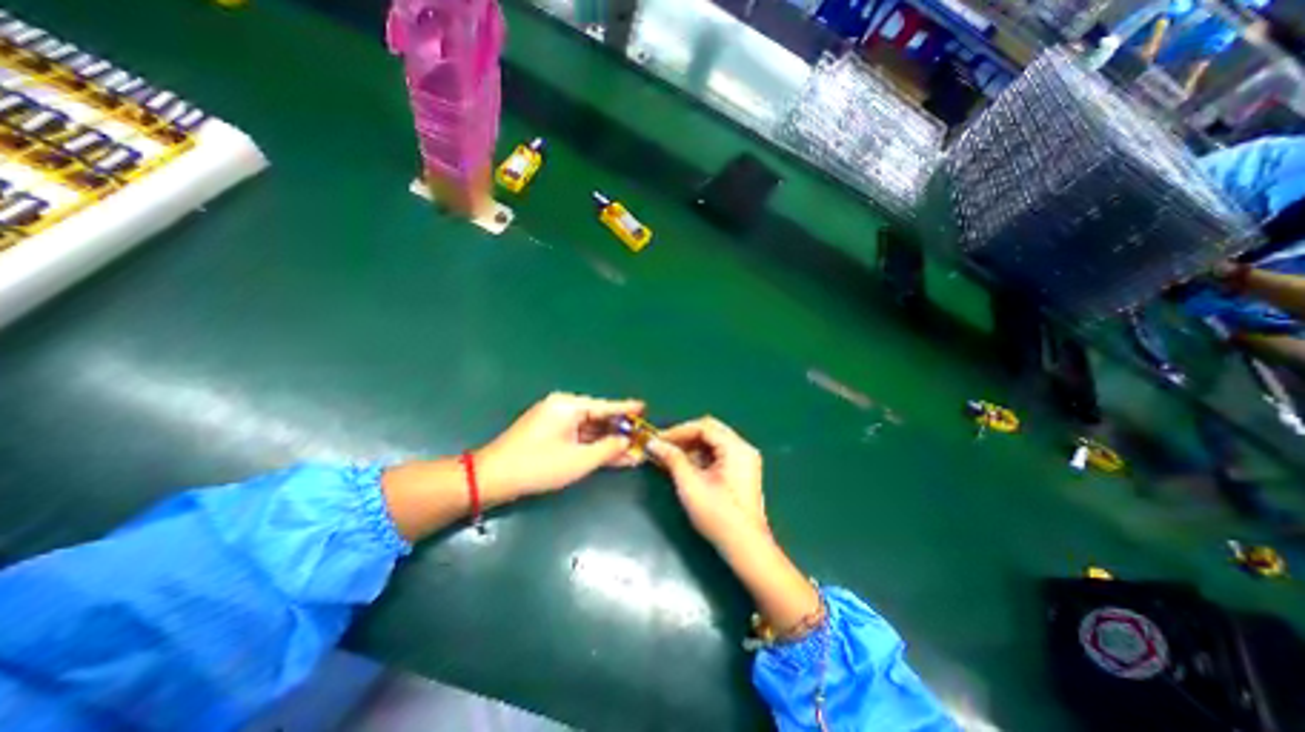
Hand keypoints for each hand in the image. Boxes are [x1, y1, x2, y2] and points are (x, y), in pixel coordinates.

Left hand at [479, 394, 642, 502]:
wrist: (492, 478)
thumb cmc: (538, 466)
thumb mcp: (579, 460)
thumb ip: (608, 449)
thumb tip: (627, 441)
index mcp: (568, 406)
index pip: (605, 406)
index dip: (626, 409)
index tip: (645, 407)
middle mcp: (562, 408)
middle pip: (598, 418)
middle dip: (619, 431)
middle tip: (641, 438)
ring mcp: (554, 421)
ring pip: (589, 430)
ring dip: (607, 441)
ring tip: (632, 451)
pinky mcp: (549, 434)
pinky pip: (578, 437)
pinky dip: (593, 446)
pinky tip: (611, 454)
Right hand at [650, 418, 765, 547]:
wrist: (745, 547)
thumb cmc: (717, 515)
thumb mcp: (690, 484)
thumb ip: (672, 459)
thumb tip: (653, 443)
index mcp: (735, 448)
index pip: (703, 427)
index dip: (678, 431)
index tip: (657, 440)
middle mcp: (743, 448)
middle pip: (710, 431)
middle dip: (684, 437)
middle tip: (663, 446)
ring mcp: (744, 460)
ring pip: (713, 443)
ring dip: (691, 447)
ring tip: (670, 457)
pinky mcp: (741, 472)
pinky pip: (718, 455)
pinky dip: (700, 457)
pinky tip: (684, 466)